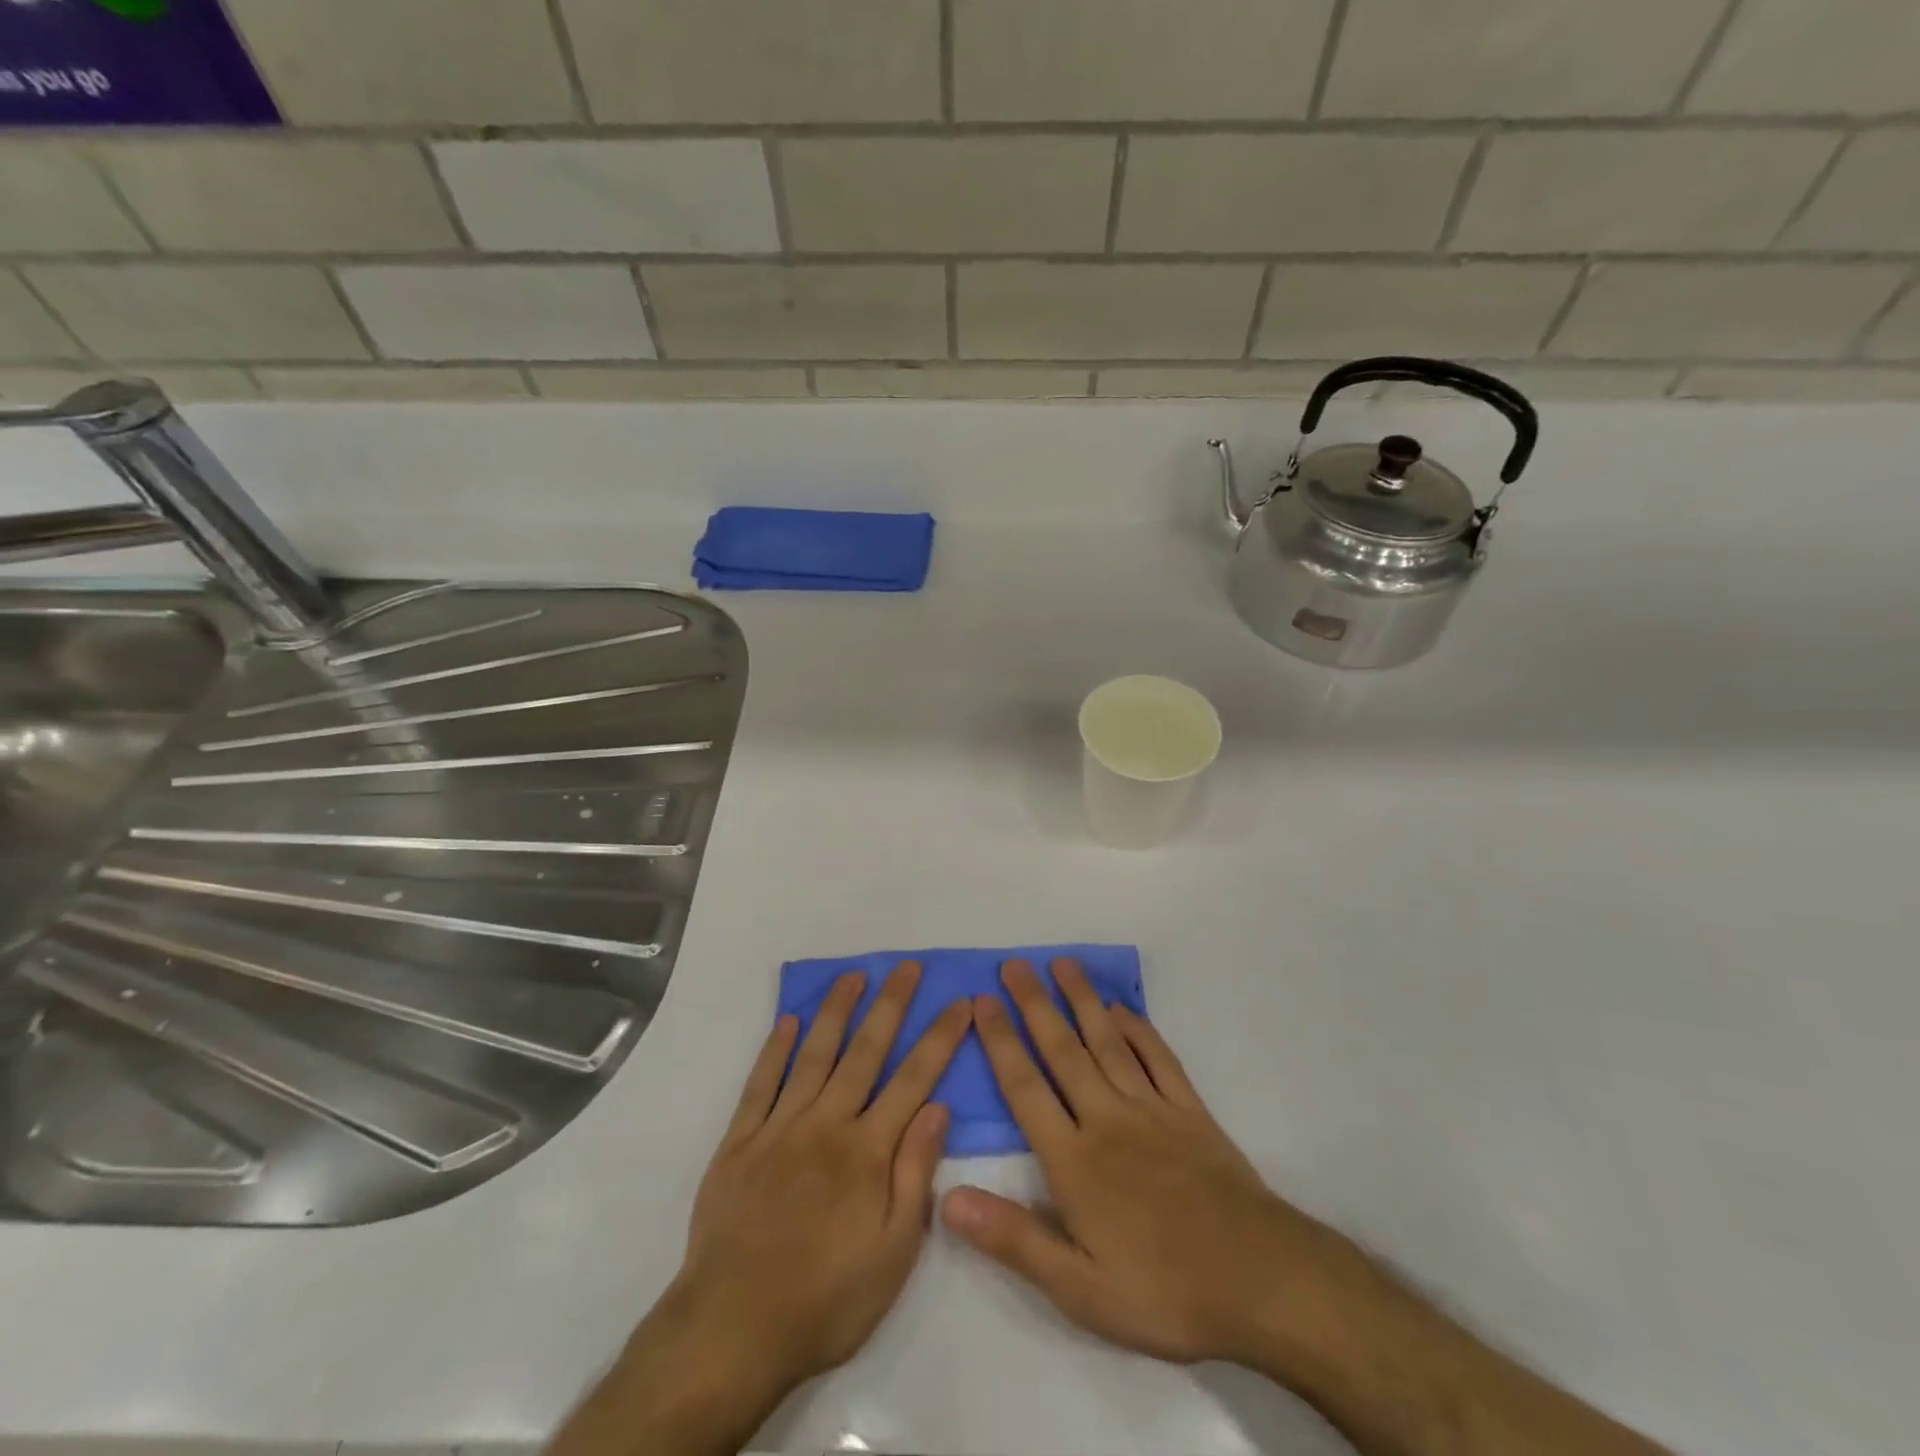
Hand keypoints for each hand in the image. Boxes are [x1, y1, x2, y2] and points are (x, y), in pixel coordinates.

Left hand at [550, 962, 970, 1455]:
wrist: (732, 1330)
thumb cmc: (826, 1299)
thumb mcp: (894, 1253)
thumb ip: (916, 1174)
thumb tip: (939, 1107)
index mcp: (868, 1151)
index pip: (915, 1079)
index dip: (940, 1037)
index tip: (960, 1001)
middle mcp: (827, 1124)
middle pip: (865, 1052)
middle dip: (891, 1005)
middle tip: (908, 966)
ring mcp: (780, 1127)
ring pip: (814, 1055)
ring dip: (836, 1011)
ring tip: (853, 976)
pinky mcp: (740, 1141)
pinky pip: (760, 1084)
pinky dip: (774, 1049)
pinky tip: (788, 1021)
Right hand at [941, 958, 1373, 1369]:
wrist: (1259, 1282)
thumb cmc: (1162, 1291)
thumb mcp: (1078, 1289)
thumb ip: (1012, 1238)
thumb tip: (946, 1198)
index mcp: (1074, 1160)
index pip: (1025, 1088)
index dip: (1000, 1042)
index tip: (981, 1001)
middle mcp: (1107, 1119)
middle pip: (1063, 1051)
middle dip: (1034, 1005)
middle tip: (1014, 964)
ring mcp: (1152, 1110)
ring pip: (1108, 1043)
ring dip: (1083, 1000)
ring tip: (1063, 964)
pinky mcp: (1190, 1112)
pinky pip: (1159, 1059)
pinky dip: (1139, 1029)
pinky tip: (1123, 1009)